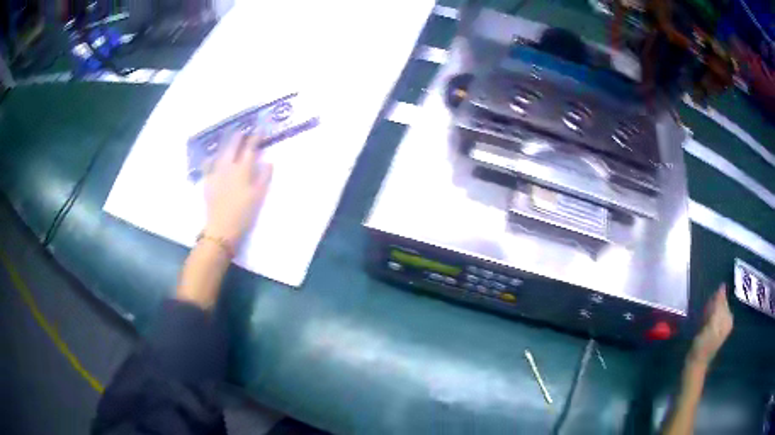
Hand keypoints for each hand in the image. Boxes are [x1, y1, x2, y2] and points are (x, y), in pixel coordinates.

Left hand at [204, 130, 272, 247]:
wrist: (222, 229)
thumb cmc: (244, 214)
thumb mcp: (259, 196)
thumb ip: (264, 177)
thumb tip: (268, 161)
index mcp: (243, 170)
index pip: (250, 148)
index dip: (255, 137)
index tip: (260, 128)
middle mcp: (228, 167)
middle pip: (233, 146)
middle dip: (238, 136)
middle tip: (242, 129)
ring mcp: (216, 173)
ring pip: (220, 152)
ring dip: (226, 143)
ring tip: (228, 136)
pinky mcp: (208, 182)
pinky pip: (208, 165)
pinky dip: (211, 158)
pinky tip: (211, 156)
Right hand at [688, 284, 733, 366]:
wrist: (695, 364)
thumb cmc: (703, 345)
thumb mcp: (712, 324)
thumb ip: (718, 305)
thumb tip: (722, 285)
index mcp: (728, 319)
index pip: (723, 300)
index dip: (713, 302)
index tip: (706, 311)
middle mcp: (727, 321)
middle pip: (720, 304)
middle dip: (712, 306)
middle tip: (704, 318)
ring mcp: (721, 326)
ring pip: (715, 310)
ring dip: (708, 311)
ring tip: (702, 322)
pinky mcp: (714, 330)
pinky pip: (712, 316)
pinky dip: (707, 317)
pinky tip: (702, 324)